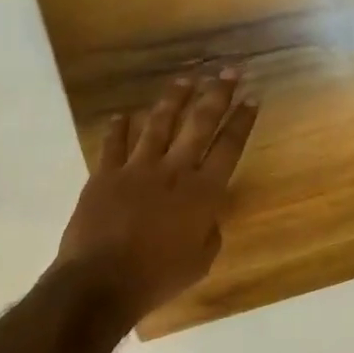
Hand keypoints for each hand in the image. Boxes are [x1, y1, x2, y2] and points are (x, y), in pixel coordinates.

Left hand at [56, 71, 258, 321]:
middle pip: (199, 124)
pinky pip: (114, 144)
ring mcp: (137, 168)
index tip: (251, 98)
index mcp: (202, 193)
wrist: (101, 282)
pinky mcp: (105, 175)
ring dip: (174, 99)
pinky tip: (123, 114)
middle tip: (229, 70)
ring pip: (159, 124)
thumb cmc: (157, 277)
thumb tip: (206, 217)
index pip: (229, 147)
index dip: (242, 121)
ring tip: (186, 79)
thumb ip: (209, 232)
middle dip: (217, 94)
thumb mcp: (200, 262)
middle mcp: (174, 171)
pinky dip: (118, 128)